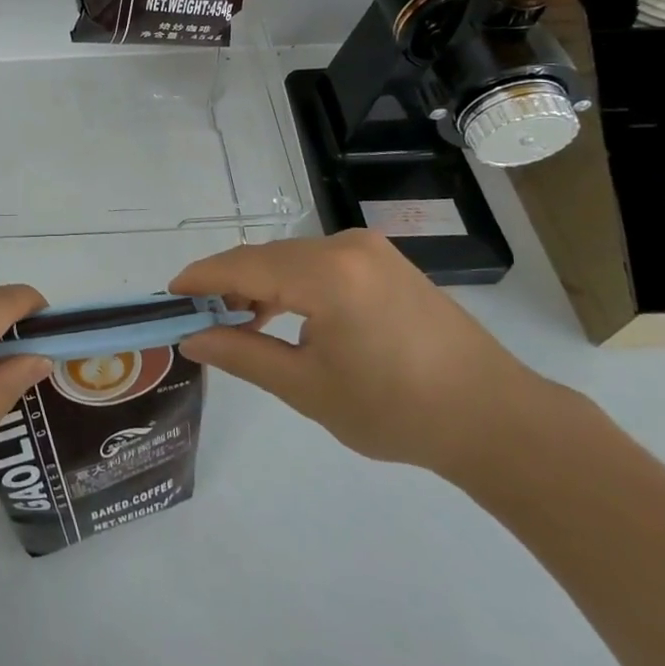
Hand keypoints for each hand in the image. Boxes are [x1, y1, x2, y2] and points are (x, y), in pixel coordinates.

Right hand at [169, 232, 548, 475]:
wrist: (496, 420)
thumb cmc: (397, 410)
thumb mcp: (308, 389)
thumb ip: (243, 355)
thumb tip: (192, 338)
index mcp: (326, 273)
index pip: (243, 266)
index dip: (200, 279)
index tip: (168, 296)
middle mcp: (345, 246)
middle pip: (266, 258)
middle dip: (227, 285)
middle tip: (198, 319)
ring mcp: (370, 250)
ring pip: (292, 259)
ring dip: (260, 285)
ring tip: (237, 323)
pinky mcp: (385, 262)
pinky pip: (320, 263)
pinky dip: (292, 285)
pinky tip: (284, 316)